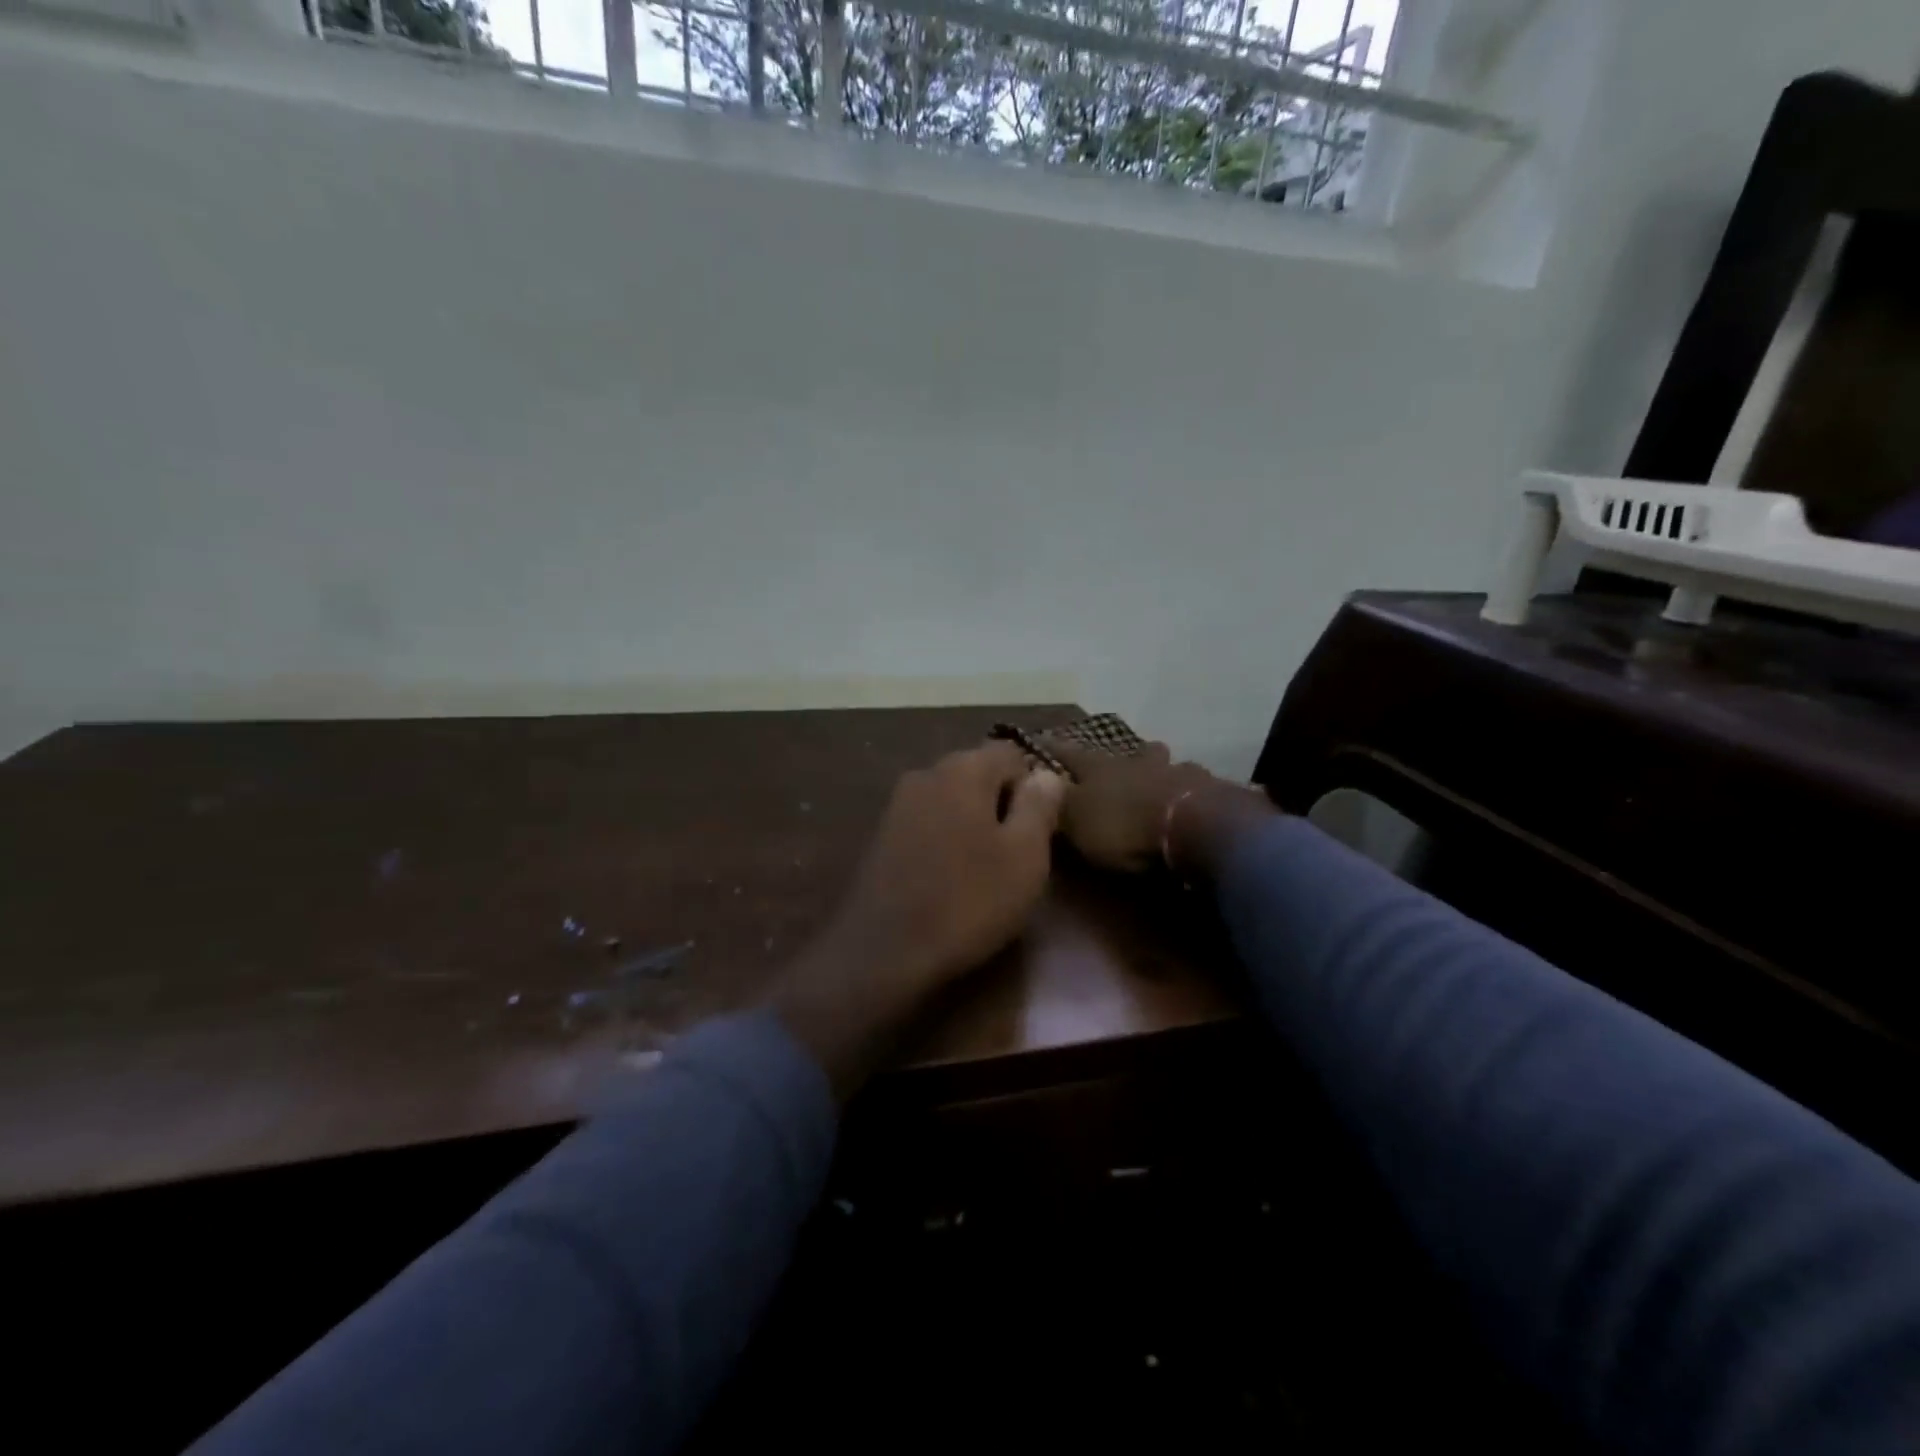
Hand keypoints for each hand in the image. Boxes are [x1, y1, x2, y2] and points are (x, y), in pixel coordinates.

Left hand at [772, 742, 1065, 1093]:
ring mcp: (897, 804)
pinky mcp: (881, 835)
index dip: (1033, 788)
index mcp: (963, 768)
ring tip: (985, 872)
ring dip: (973, 824)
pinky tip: (950, 879)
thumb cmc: (968, 901)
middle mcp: (926, 773)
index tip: (1039, 831)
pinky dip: (945, 840)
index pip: (1011, 754)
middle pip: (978, 773)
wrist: (884, 951)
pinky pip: (928, 824)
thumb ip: (1039, 805)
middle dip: (1002, 805)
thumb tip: (1046, 774)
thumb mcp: (1025, 855)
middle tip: (1016, 855)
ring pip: (952, 800)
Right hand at [1039, 735, 1274, 879]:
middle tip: (1121, 760)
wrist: (1191, 826)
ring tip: (1162, 780)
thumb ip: (1057, 802)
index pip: (1070, 754)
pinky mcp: (1208, 792)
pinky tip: (1192, 800)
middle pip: (1129, 752)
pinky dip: (1190, 791)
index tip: (1042, 739)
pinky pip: (1195, 787)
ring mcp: (1176, 774)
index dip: (1055, 749)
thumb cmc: (1123, 825)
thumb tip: (1037, 780)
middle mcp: (1137, 763)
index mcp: (1100, 768)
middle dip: (1124, 755)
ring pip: (1167, 765)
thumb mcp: (1076, 820)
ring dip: (1162, 770)